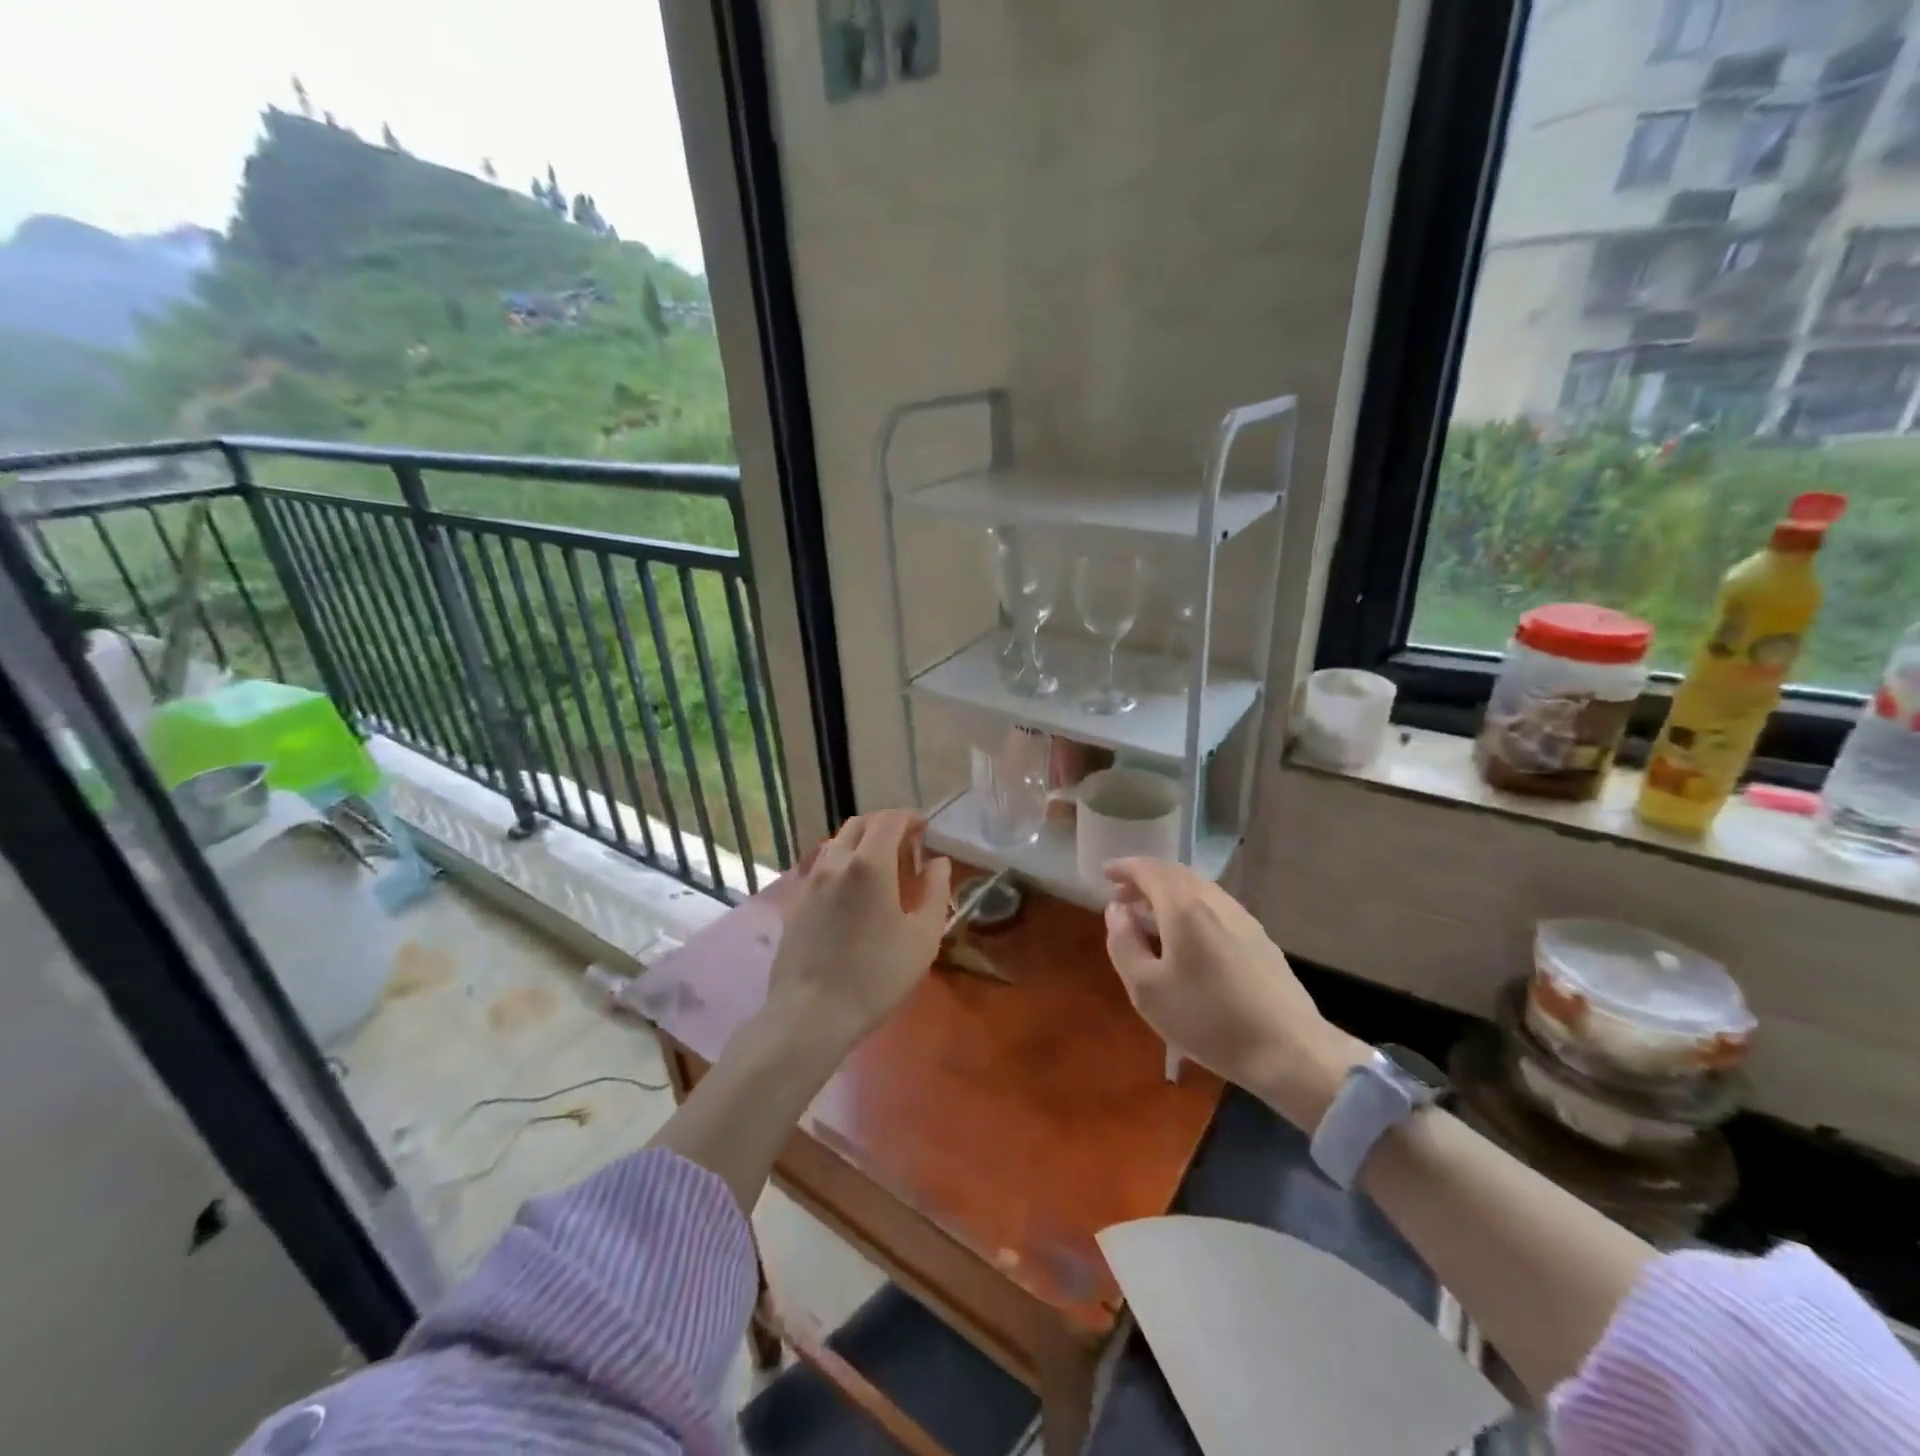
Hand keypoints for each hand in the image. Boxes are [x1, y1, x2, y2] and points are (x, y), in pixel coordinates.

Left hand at [767, 809, 951, 1053]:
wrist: (811, 1013)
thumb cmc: (876, 977)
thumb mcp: (922, 938)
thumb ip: (936, 893)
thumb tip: (939, 863)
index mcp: (870, 864)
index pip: (890, 820)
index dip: (910, 818)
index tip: (925, 829)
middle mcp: (837, 861)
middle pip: (860, 824)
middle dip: (885, 825)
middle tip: (906, 845)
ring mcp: (811, 880)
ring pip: (838, 842)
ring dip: (862, 841)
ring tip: (880, 865)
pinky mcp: (796, 900)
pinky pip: (823, 865)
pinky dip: (843, 861)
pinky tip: (853, 890)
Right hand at [1103, 858, 1365, 1128]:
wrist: (1289, 1051)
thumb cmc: (1208, 1020)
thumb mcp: (1146, 989)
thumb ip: (1123, 943)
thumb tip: (1117, 910)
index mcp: (1185, 908)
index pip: (1150, 870)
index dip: (1125, 867)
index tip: (1105, 873)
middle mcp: (1215, 902)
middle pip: (1176, 875)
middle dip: (1145, 880)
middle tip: (1122, 896)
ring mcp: (1242, 919)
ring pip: (1199, 890)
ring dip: (1169, 894)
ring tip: (1150, 918)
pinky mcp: (1260, 939)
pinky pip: (1215, 908)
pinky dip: (1191, 909)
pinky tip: (1186, 938)